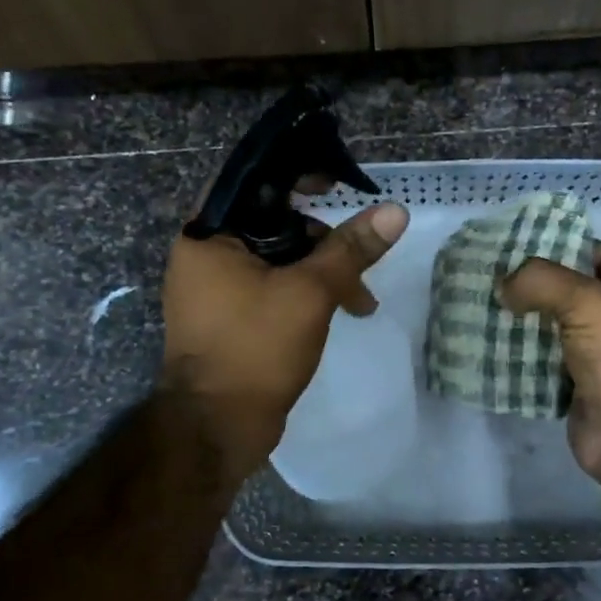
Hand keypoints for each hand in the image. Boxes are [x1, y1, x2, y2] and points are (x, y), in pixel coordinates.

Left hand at [161, 202, 409, 482]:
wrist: (217, 429)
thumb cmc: (254, 349)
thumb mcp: (310, 293)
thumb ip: (351, 248)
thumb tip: (395, 211)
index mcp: (208, 235)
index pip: (251, 179)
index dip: (294, 172)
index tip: (334, 181)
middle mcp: (206, 254)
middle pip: (271, 221)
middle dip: (321, 239)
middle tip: (358, 256)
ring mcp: (216, 288)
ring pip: (277, 257)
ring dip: (321, 271)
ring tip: (361, 302)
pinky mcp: (231, 316)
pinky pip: (272, 285)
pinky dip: (305, 291)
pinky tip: (340, 312)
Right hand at [500, 242, 600, 484]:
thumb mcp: (587, 302)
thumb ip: (541, 282)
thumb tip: (504, 286)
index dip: (567, 247)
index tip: (524, 246)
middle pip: (574, 294)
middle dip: (536, 287)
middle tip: (494, 277)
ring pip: (556, 330)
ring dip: (524, 322)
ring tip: (484, 307)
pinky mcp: (580, 389)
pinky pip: (545, 365)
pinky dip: (521, 357)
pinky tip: (490, 345)